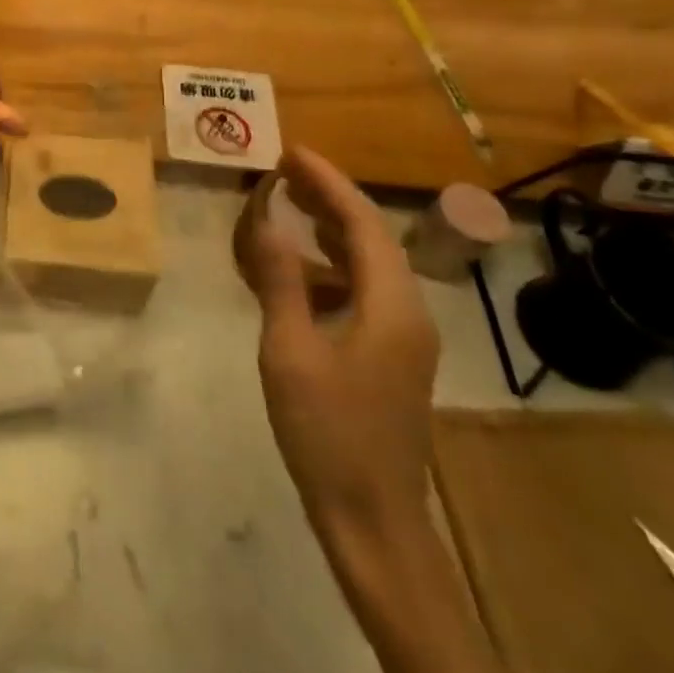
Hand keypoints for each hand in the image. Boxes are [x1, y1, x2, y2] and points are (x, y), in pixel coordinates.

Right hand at [238, 148, 438, 538]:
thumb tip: (265, 219)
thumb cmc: (329, 432)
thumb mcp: (290, 351)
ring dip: (331, 229)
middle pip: (372, 237)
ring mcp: (404, 337)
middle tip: (284, 170)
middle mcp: (408, 312)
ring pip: (370, 263)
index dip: (328, 182)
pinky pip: (365, 290)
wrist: (373, 520)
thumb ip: (280, 281)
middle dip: (330, 198)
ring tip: (289, 205)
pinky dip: (333, 265)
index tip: (290, 152)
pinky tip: (303, 269)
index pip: (363, 223)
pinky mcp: (391, 356)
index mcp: (391, 306)